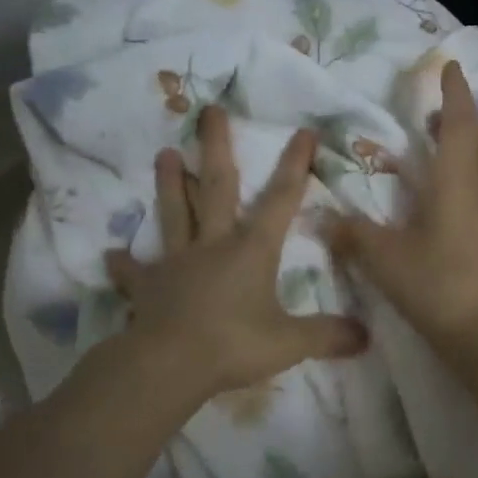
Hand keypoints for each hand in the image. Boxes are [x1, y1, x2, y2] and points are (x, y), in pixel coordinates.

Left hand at [105, 106, 367, 398]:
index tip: (303, 131)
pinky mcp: (147, 286)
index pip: (280, 199)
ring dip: (170, 184)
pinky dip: (124, 265)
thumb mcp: (290, 343)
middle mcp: (214, 243)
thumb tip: (366, 336)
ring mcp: (177, 262)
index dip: (294, 165)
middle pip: (216, 187)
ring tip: (164, 153)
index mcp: (251, 249)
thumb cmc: (233, 345)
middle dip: (216, 147)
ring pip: (174, 213)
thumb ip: (328, 335)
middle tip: (209, 111)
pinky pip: (134, 272)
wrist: (168, 366)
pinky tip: (112, 255)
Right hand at [327, 61, 477, 355]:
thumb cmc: (443, 287)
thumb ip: (354, 237)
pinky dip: (469, 175)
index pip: (460, 124)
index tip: (451, 67)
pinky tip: (448, 197)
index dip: (455, 93)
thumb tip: (321, 217)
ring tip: (441, 144)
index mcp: (458, 182)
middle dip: (464, 116)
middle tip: (440, 108)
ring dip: (469, 144)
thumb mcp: (387, 261)